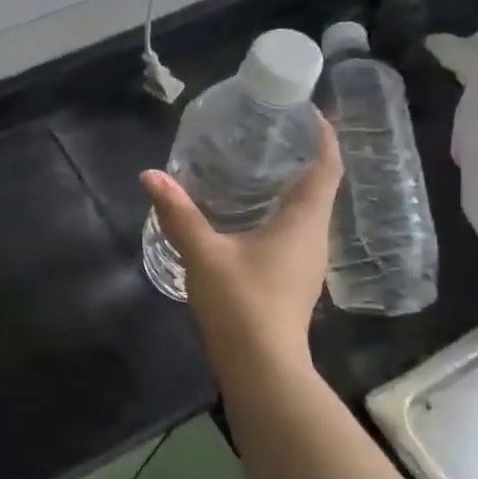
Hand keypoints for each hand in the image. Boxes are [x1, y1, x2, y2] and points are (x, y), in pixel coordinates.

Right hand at [140, 117, 342, 365]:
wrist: (262, 367)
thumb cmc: (241, 304)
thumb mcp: (204, 253)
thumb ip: (178, 213)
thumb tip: (151, 175)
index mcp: (303, 223)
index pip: (327, 168)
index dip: (323, 136)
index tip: (307, 111)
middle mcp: (313, 238)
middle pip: (319, 186)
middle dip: (301, 156)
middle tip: (269, 132)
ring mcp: (306, 262)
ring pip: (306, 211)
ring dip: (289, 186)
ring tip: (255, 165)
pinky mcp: (292, 279)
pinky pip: (293, 231)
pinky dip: (277, 212)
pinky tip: (246, 213)